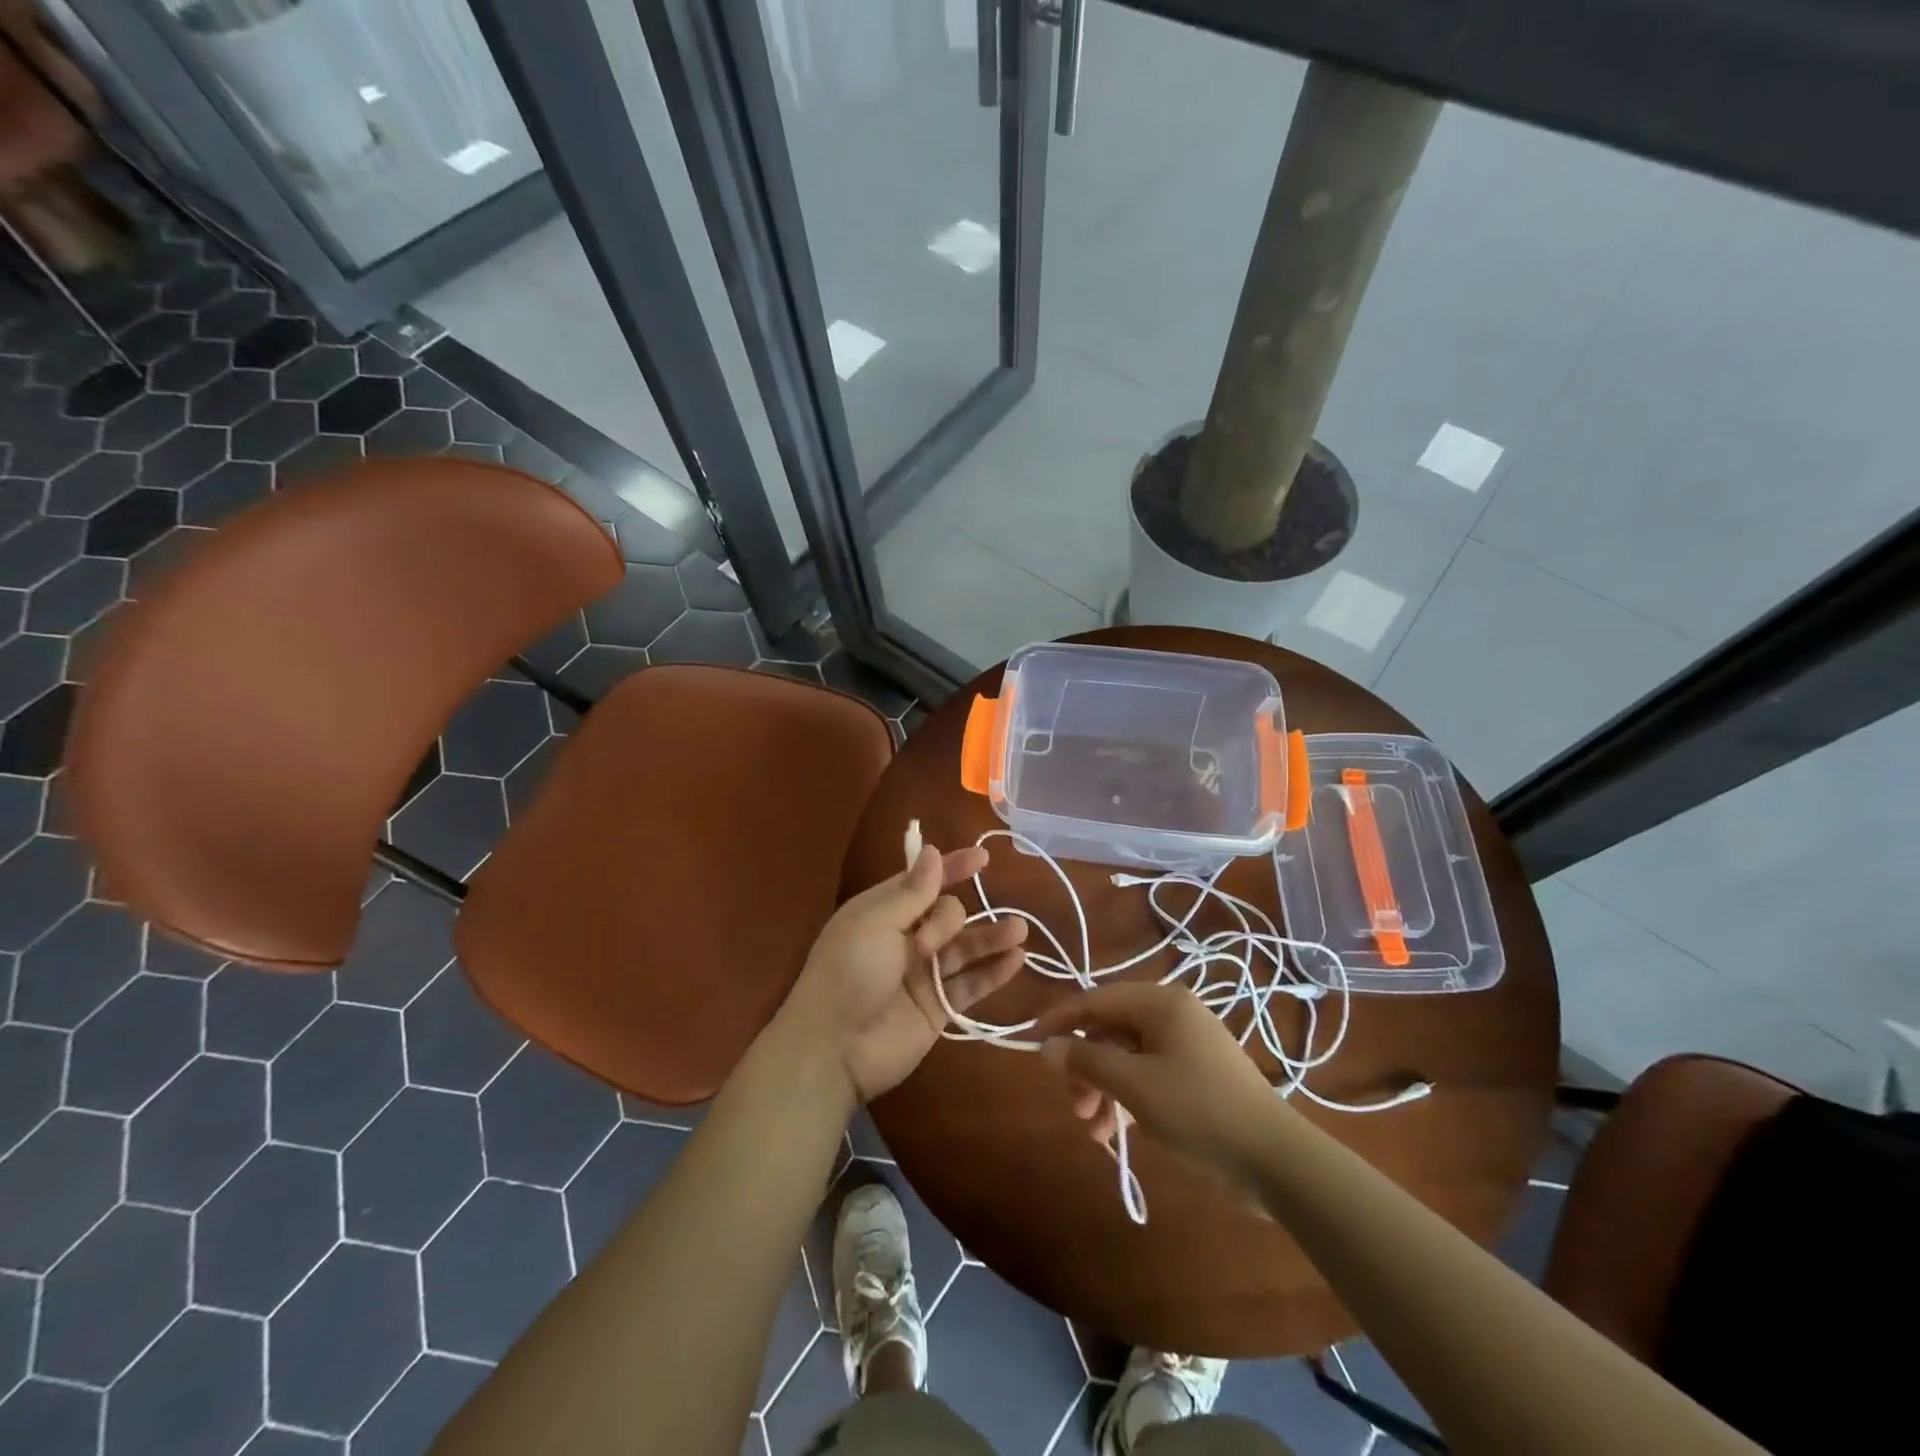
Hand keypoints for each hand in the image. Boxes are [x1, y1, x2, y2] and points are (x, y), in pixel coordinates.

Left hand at [778, 844, 1028, 1103]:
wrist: (833, 1049)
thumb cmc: (848, 974)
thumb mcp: (874, 923)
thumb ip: (912, 892)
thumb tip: (931, 851)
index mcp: (883, 911)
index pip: (924, 881)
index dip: (952, 867)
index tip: (982, 858)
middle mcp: (906, 938)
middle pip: (947, 913)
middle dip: (948, 920)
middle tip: (928, 945)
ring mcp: (924, 974)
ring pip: (966, 947)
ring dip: (991, 936)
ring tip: (1018, 928)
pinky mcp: (939, 1007)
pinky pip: (972, 984)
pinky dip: (994, 971)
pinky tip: (1017, 958)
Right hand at [1034, 982, 1283, 1191]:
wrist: (1276, 1161)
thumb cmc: (1199, 1110)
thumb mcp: (1134, 1085)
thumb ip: (1087, 1060)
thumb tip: (1047, 1047)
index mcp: (1160, 1002)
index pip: (1096, 999)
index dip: (1061, 1020)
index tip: (1032, 1043)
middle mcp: (1172, 1015)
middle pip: (1110, 1030)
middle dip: (1086, 1067)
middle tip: (1073, 1105)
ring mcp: (1186, 1046)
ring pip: (1126, 1057)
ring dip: (1103, 1089)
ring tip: (1094, 1130)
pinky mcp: (1195, 1076)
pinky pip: (1146, 1076)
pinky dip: (1126, 1099)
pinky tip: (1115, 1132)